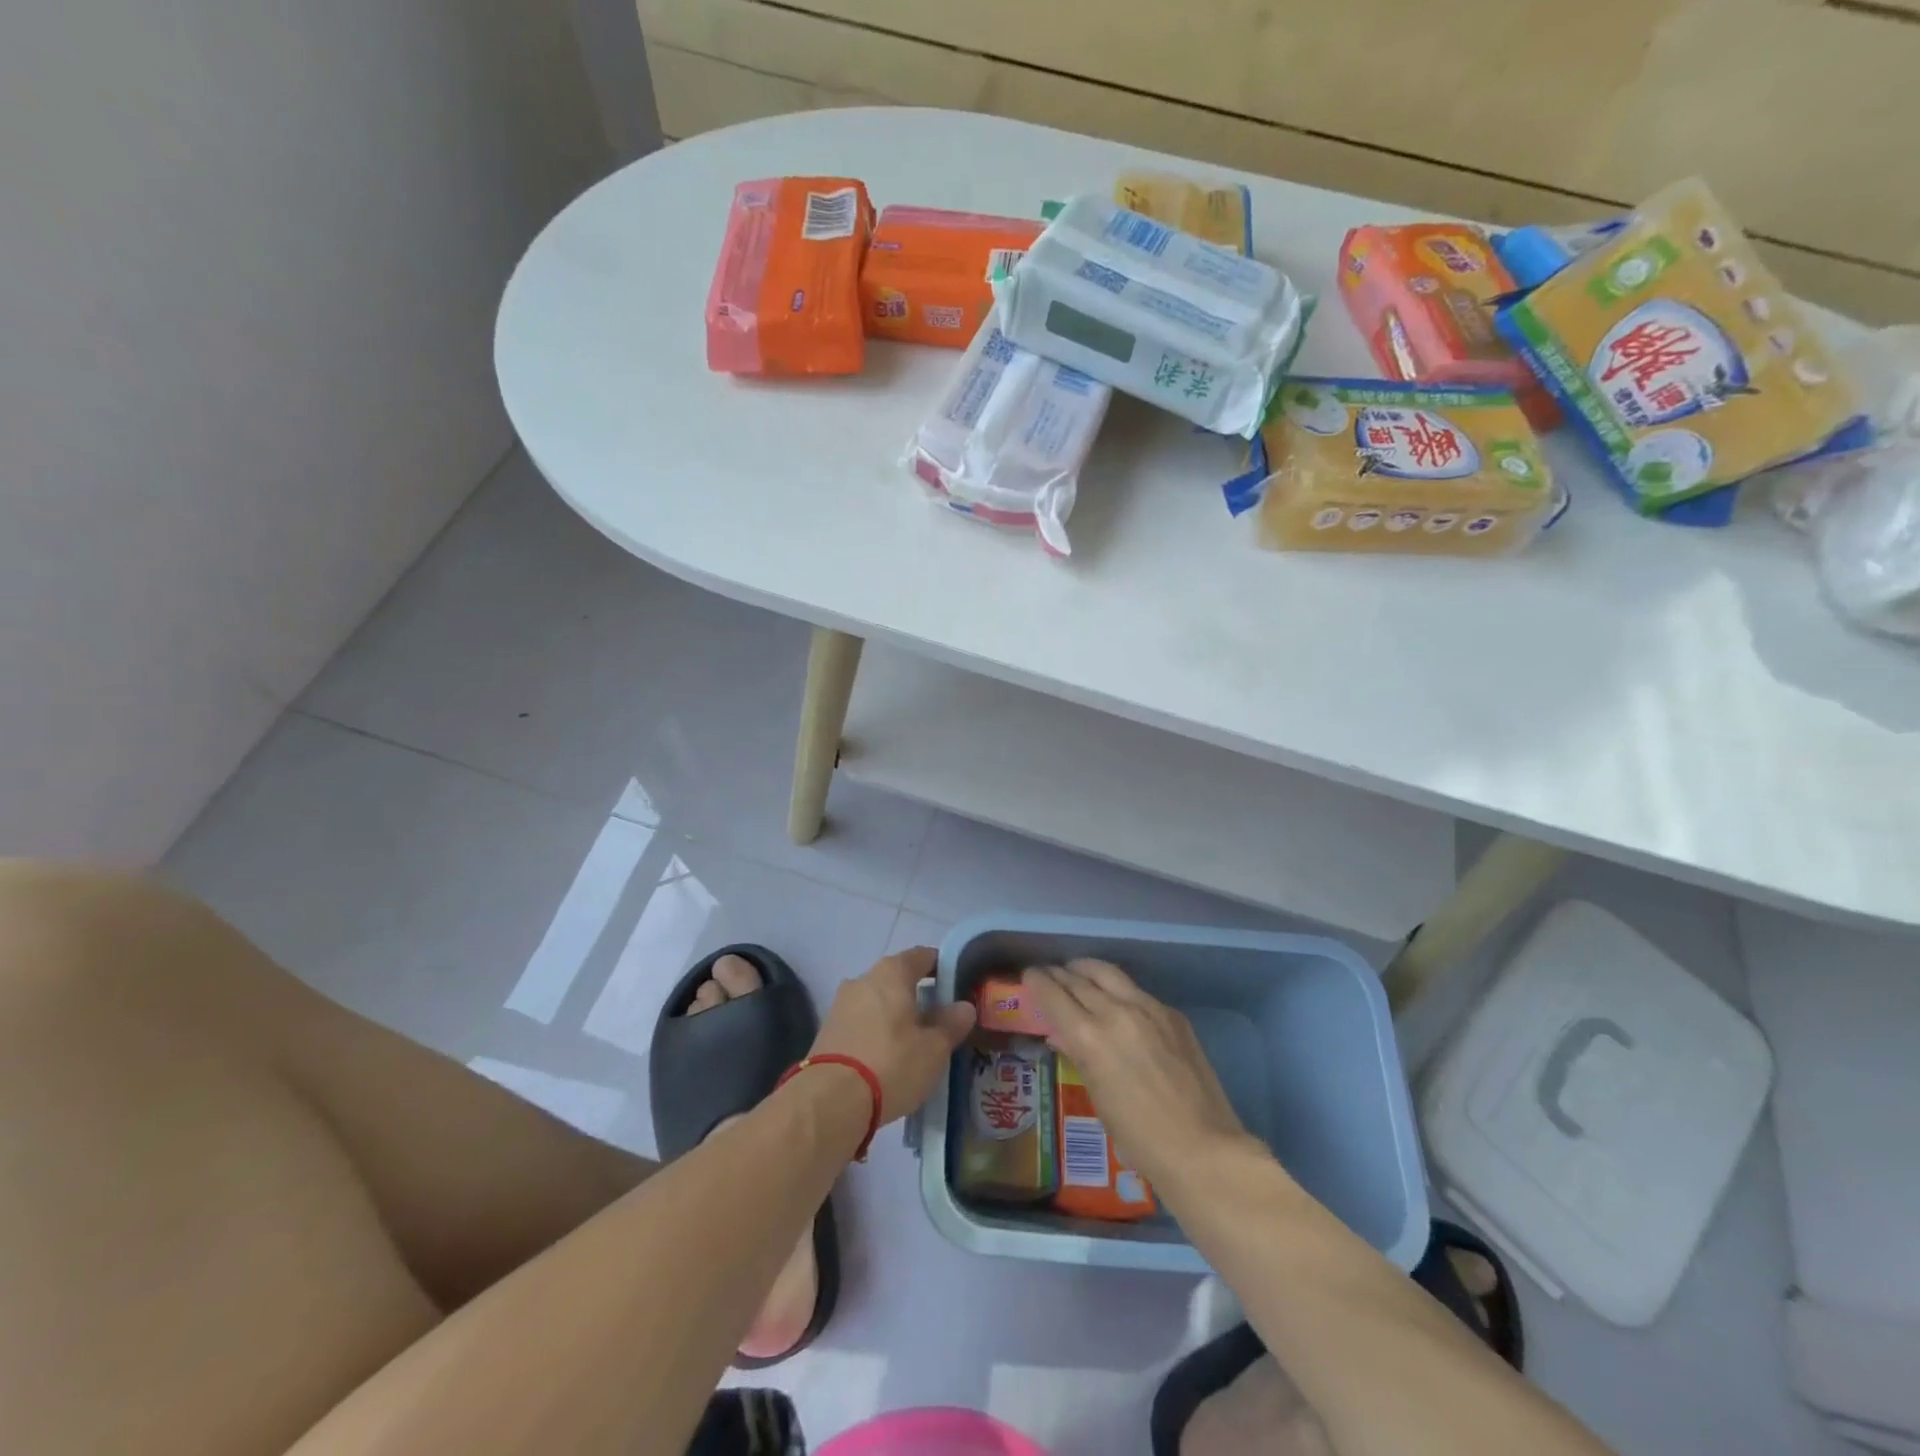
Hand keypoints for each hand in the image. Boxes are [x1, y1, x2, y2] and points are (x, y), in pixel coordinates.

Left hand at [809, 947, 975, 1124]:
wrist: (830, 1101)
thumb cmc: (891, 1063)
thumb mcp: (934, 1048)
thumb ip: (951, 1023)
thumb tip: (963, 1006)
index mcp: (892, 972)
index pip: (922, 956)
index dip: (942, 968)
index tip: (957, 987)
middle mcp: (863, 979)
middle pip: (897, 979)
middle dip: (918, 996)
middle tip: (939, 1022)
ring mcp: (841, 1004)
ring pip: (878, 1002)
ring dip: (895, 1016)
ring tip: (914, 1044)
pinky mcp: (827, 1031)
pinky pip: (861, 1023)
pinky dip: (876, 1033)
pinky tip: (887, 1058)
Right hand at [1024, 959, 1250, 1187]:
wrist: (1202, 1148)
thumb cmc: (1139, 1137)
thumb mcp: (1097, 1097)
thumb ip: (1079, 1055)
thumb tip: (1061, 1034)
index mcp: (1089, 1036)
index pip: (1053, 993)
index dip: (1037, 981)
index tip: (1029, 976)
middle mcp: (1115, 1011)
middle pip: (1078, 978)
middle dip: (1059, 973)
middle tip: (1049, 974)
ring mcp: (1148, 1008)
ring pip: (1108, 973)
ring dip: (1086, 970)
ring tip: (1077, 972)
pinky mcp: (1172, 1013)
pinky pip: (1136, 991)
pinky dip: (1118, 989)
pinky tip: (1117, 999)